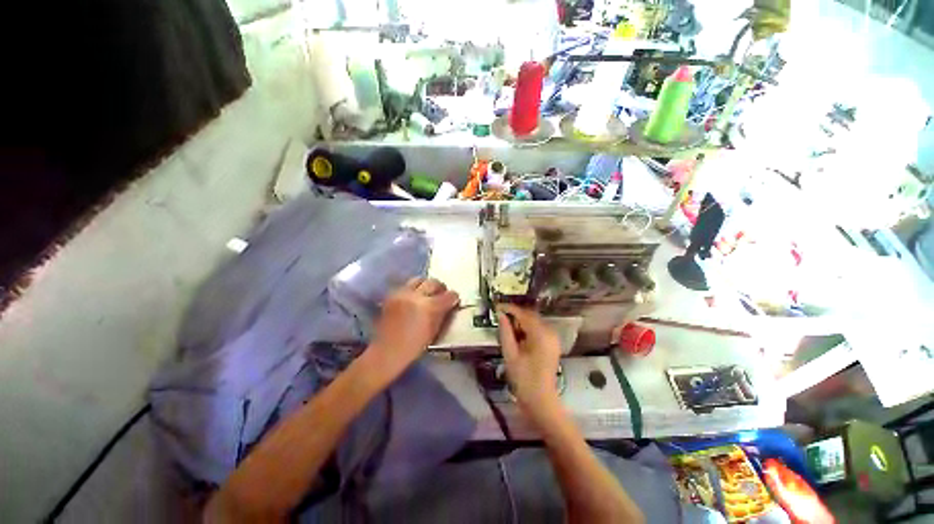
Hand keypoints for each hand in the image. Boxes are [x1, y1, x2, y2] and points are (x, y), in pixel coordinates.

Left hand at [367, 277, 459, 381]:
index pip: (448, 295)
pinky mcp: (392, 295)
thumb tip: (449, 304)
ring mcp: (402, 293)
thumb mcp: (434, 331)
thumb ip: (442, 314)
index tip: (454, 299)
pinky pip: (406, 286)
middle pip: (433, 282)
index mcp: (429, 307)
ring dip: (426, 285)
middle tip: (442, 294)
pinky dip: (413, 289)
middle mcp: (416, 295)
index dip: (454, 297)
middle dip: (440, 287)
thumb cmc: (414, 346)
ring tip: (427, 293)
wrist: (387, 351)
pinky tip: (413, 299)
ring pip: (419, 279)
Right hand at [497, 304, 562, 416]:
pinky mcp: (553, 343)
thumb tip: (500, 314)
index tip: (497, 306)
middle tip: (500, 316)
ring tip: (507, 327)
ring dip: (521, 321)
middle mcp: (550, 332)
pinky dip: (528, 328)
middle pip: (531, 315)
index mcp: (540, 334)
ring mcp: (553, 338)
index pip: (524, 314)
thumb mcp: (510, 354)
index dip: (510, 308)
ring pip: (535, 321)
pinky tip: (518, 336)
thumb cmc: (523, 378)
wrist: (541, 400)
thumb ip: (505, 332)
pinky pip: (539, 329)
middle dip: (515, 314)